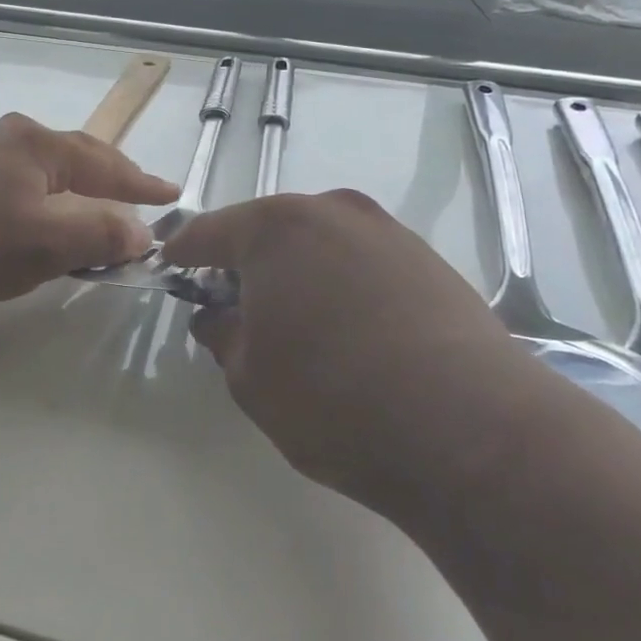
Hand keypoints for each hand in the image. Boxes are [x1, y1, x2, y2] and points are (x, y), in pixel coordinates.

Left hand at [0, 113, 178, 306]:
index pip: (107, 164)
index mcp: (39, 147)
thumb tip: (142, 233)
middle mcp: (8, 139)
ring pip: (37, 164)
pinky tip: (21, 205)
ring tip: (85, 199)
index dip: (142, 183)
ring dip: (68, 182)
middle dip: (108, 173)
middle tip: (135, 191)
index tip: (172, 194)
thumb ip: (101, 235)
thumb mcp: (46, 242)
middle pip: (73, 153)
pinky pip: (7, 179)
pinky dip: (32, 192)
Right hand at [162, 190, 535, 517]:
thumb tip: (217, 316)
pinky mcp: (428, 260)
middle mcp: (332, 211)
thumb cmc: (332, 399)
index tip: (171, 269)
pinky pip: (362, 261)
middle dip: (245, 263)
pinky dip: (342, 284)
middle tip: (235, 306)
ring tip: (297, 323)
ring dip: (298, 272)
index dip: (184, 253)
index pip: (209, 232)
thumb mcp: (250, 377)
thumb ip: (223, 335)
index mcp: (275, 228)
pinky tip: (350, 331)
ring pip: (320, 243)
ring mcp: (386, 232)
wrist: (470, 429)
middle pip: (269, 230)